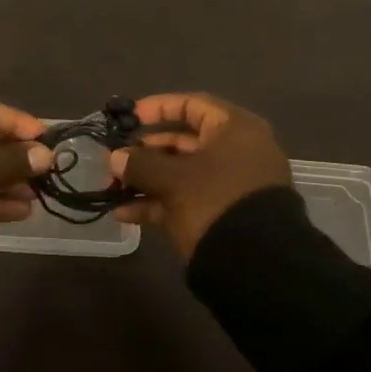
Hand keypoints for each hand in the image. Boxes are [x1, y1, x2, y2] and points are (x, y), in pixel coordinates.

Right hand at [108, 93, 290, 258]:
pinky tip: (124, 213)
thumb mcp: (173, 180)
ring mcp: (230, 186)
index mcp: (234, 129)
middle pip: (183, 141)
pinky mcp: (223, 215)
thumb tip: (114, 158)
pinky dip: (157, 203)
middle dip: (144, 151)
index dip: (157, 108)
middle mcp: (236, 152)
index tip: (129, 119)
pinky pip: (186, 199)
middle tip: (114, 159)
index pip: (192, 105)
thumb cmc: (215, 202)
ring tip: (112, 188)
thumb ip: (140, 164)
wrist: (258, 267)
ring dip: (146, 179)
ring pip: (181, 173)